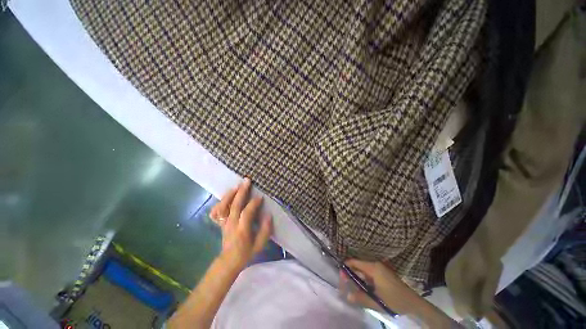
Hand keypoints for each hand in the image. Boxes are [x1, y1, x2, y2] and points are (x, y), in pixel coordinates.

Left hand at [210, 178, 272, 271]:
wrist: (229, 261)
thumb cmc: (246, 252)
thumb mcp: (260, 245)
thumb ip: (265, 230)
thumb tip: (268, 215)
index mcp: (242, 230)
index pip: (247, 213)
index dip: (253, 203)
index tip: (260, 197)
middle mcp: (231, 224)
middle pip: (234, 205)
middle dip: (241, 192)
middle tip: (247, 181)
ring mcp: (224, 223)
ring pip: (223, 206)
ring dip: (230, 194)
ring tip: (237, 186)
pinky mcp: (220, 223)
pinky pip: (216, 211)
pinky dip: (219, 202)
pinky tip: (226, 196)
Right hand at [341, 259, 420, 313]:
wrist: (413, 302)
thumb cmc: (394, 300)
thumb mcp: (376, 301)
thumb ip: (361, 298)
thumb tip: (347, 296)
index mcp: (373, 267)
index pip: (354, 262)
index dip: (346, 269)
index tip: (342, 278)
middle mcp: (375, 264)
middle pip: (358, 265)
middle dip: (351, 273)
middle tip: (346, 284)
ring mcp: (380, 268)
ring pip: (363, 269)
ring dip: (357, 277)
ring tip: (354, 287)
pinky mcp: (383, 272)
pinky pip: (369, 272)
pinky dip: (364, 279)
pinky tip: (364, 287)